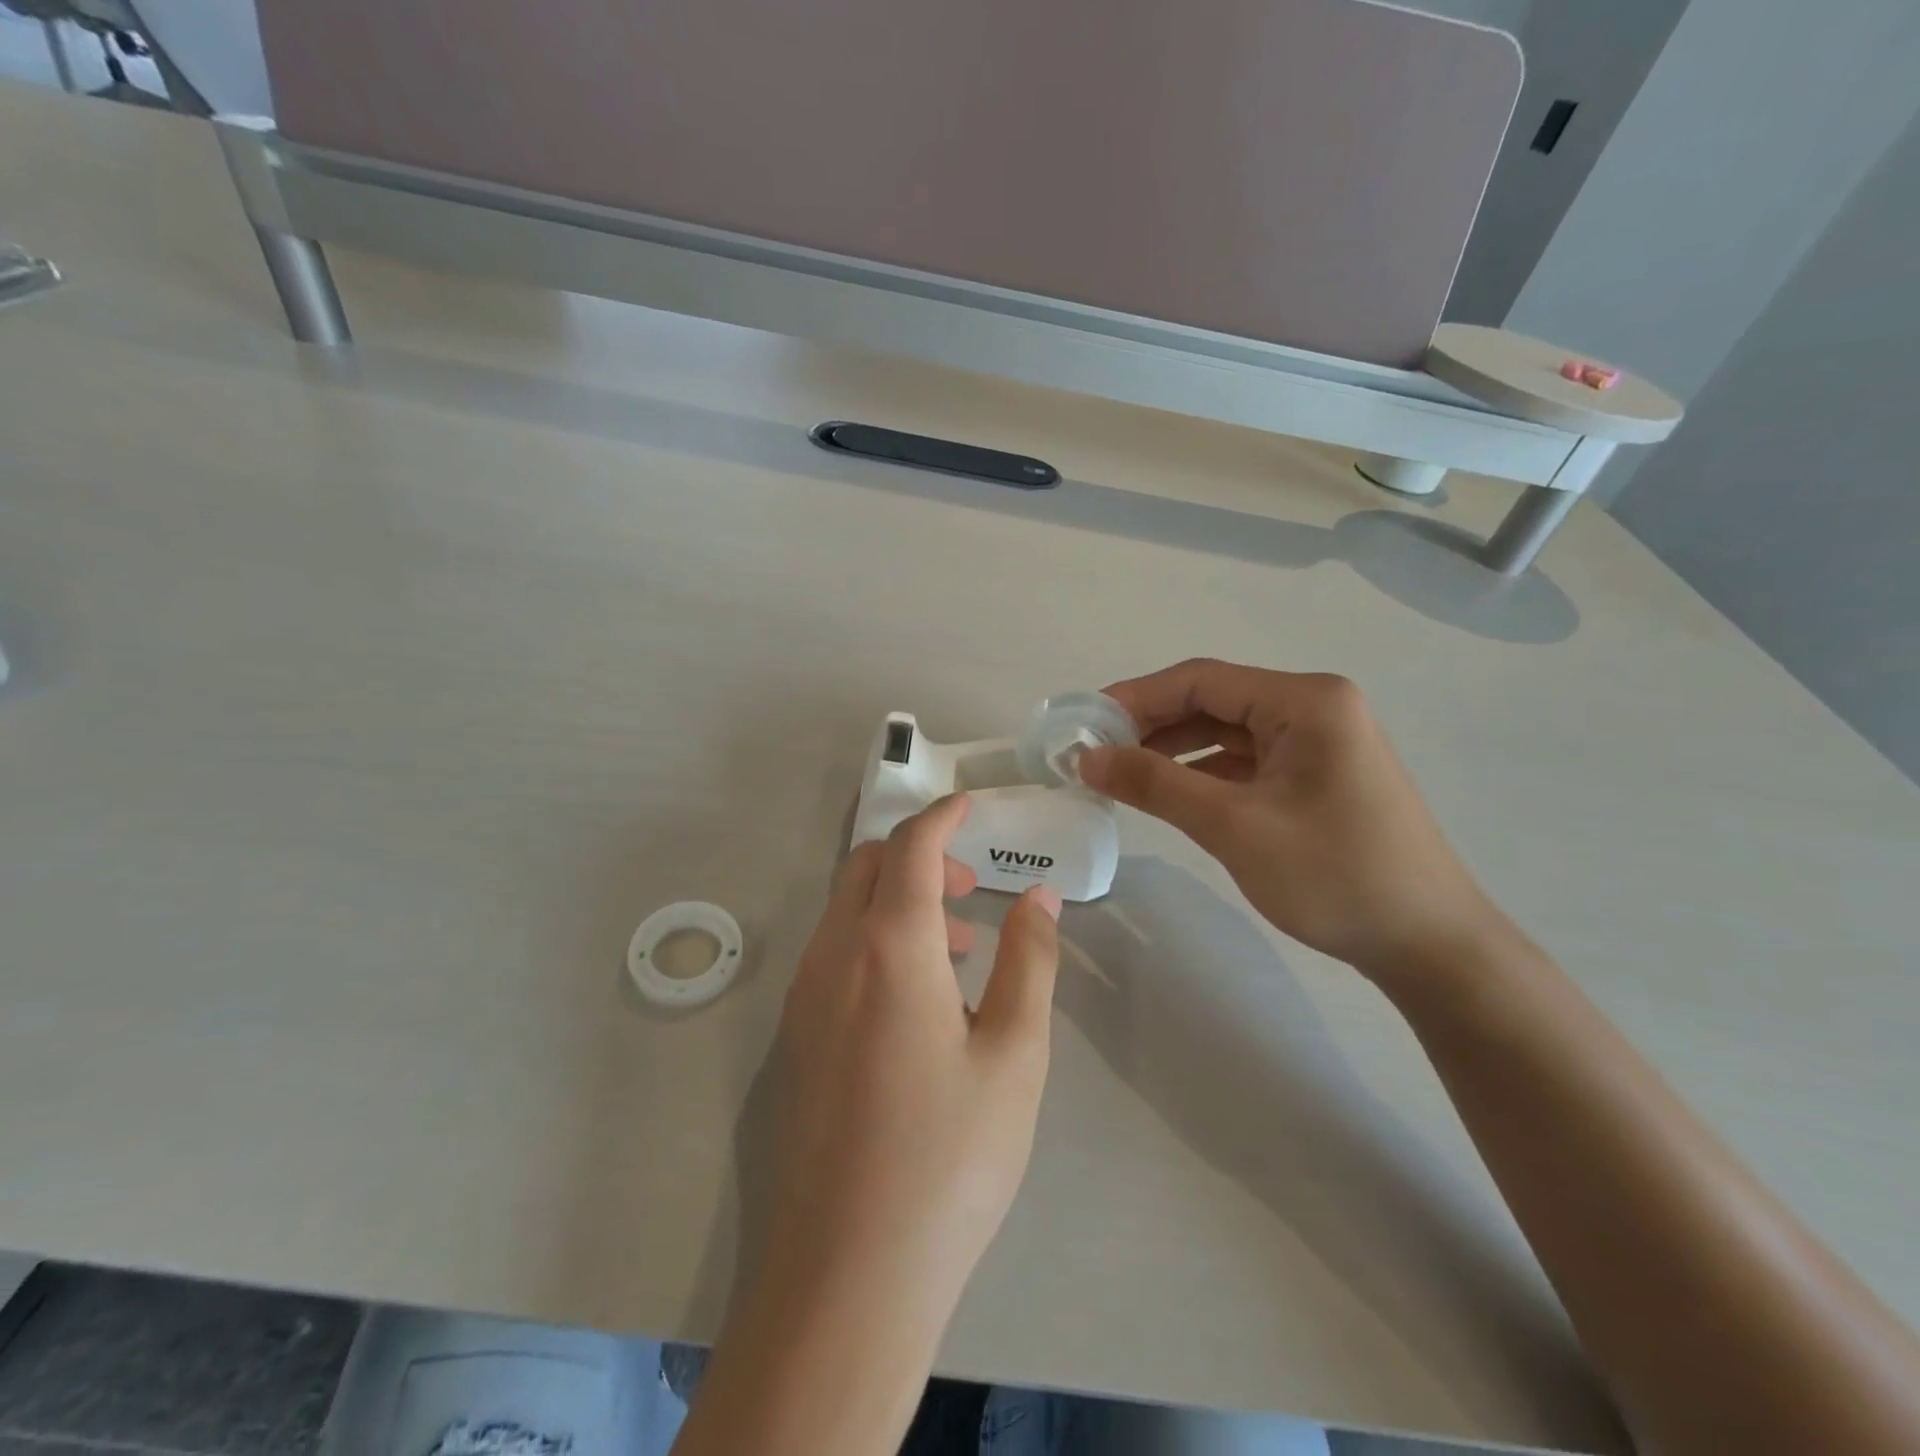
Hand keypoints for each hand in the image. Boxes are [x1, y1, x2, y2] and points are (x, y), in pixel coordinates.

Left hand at [672, 794, 1061, 1455]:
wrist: (846, 1275)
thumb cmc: (947, 1159)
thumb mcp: (1013, 1056)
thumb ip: (1028, 962)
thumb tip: (1040, 898)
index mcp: (887, 948)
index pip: (910, 847)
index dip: (943, 816)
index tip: (972, 805)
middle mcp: (832, 957)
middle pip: (866, 865)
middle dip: (918, 855)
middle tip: (971, 885)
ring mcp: (803, 998)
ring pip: (844, 909)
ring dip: (896, 899)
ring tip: (955, 945)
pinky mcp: (794, 1037)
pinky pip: (832, 953)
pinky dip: (873, 939)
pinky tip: (914, 998)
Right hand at [1079, 659, 1504, 978]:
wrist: (1430, 946)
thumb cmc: (1335, 876)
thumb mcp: (1234, 826)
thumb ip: (1156, 784)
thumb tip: (1087, 757)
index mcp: (1306, 701)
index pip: (1201, 679)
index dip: (1136, 697)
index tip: (1084, 722)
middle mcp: (1315, 708)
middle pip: (1213, 701)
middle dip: (1151, 724)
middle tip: (1095, 752)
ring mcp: (1319, 742)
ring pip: (1226, 731)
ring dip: (1173, 749)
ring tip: (1120, 772)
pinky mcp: (1317, 776)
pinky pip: (1246, 761)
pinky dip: (1203, 772)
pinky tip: (1169, 792)